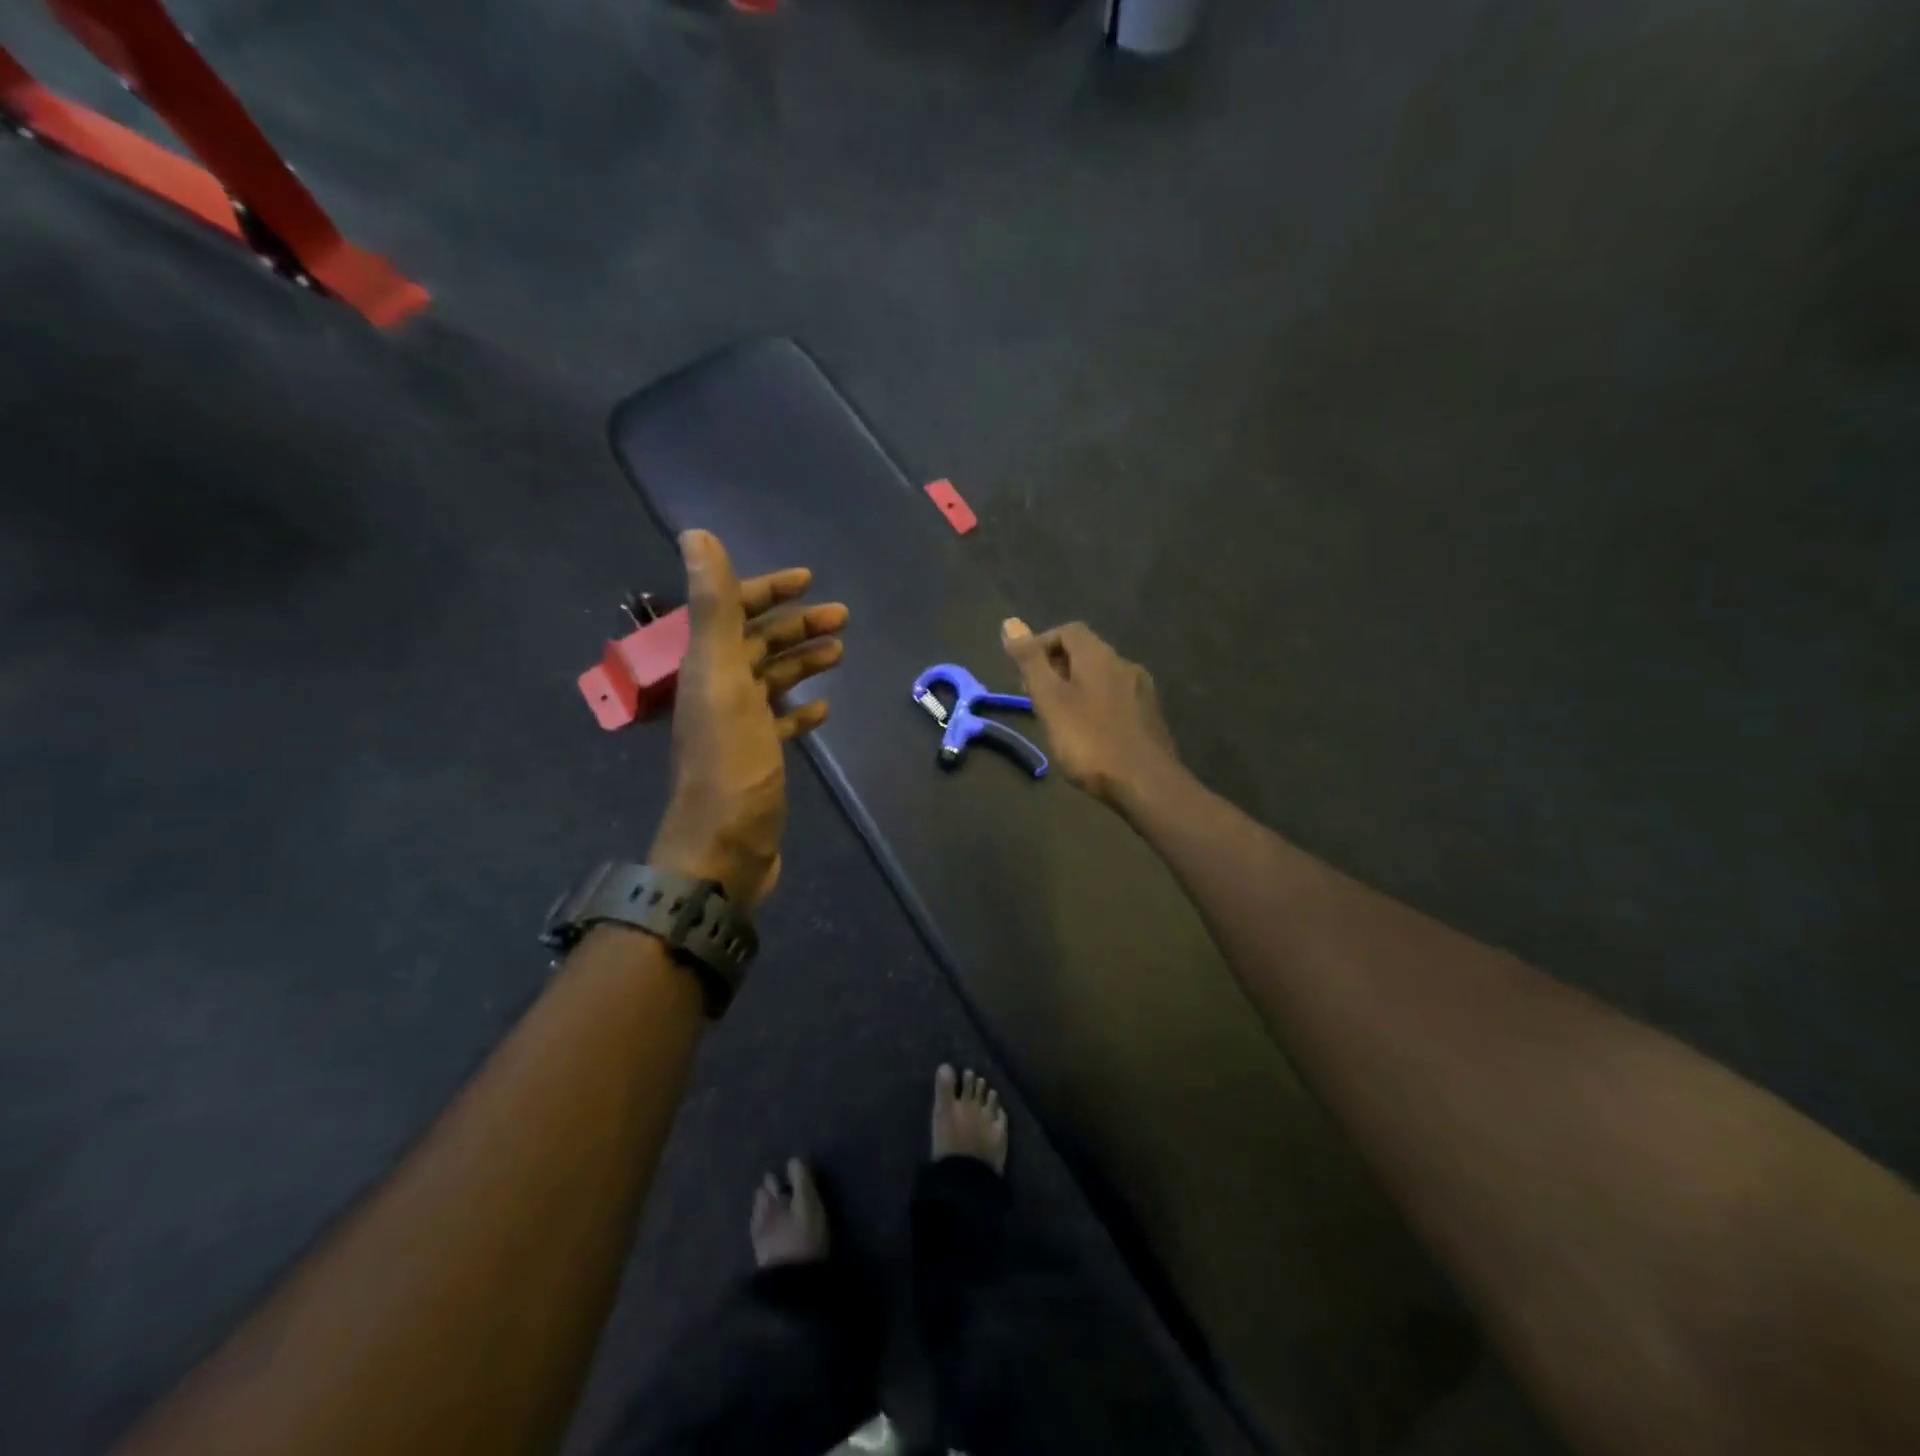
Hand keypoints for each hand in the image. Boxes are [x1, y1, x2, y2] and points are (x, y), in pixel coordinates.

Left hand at [649, 531, 848, 911]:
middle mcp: (716, 693)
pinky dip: (800, 710)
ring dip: (802, 663)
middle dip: (797, 627)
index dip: (766, 592)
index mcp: (705, 668)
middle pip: (757, 646)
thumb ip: (713, 608)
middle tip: (842, 617)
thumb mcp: (722, 678)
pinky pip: (779, 725)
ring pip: (771, 682)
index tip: (808, 580)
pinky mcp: (757, 761)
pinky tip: (824, 709)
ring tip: (840, 653)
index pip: (733, 614)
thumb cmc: (730, 763)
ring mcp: (737, 729)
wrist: (725, 849)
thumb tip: (695, 534)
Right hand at [1001, 617, 1180, 812]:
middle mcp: (1124, 665)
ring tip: (1058, 717)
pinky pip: (1116, 699)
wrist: (1146, 783)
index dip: (1042, 644)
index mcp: (1099, 656)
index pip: (1068, 631)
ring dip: (1076, 688)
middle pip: (1086, 653)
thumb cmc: (1090, 741)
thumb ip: (1031, 662)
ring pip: (1102, 678)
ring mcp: (1142, 692)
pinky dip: (1095, 705)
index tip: (1024, 674)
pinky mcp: (1150, 717)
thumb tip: (1010, 622)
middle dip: (1057, 668)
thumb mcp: (1050, 700)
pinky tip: (1088, 733)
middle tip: (1036, 698)